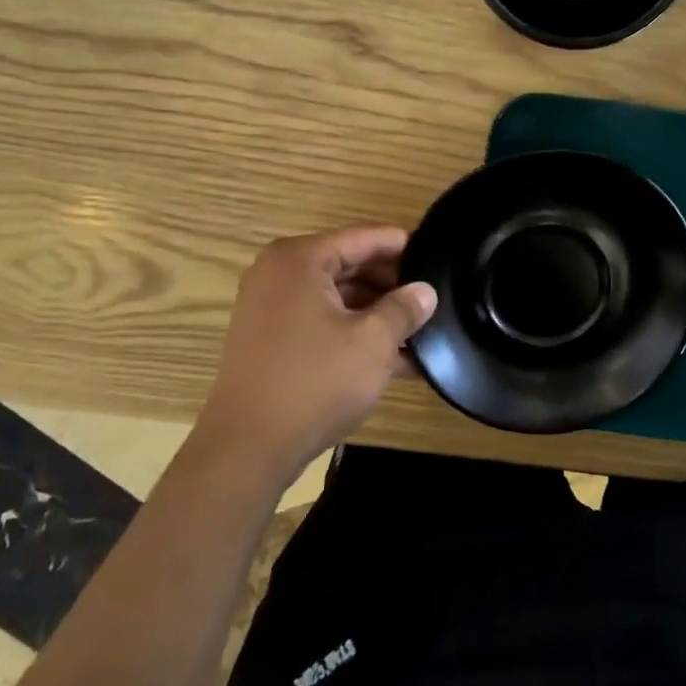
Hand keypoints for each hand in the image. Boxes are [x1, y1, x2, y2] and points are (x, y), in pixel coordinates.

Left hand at [197, 227, 437, 478]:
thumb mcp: (373, 342)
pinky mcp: (272, 341)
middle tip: (433, 297)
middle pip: (349, 265)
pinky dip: (354, 334)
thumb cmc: (315, 382)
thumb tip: (425, 291)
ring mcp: (271, 308)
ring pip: (338, 298)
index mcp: (300, 259)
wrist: (249, 447)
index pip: (363, 237)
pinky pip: (322, 323)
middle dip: (392, 283)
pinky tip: (398, 359)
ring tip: (422, 329)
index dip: (402, 245)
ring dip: (377, 313)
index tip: (436, 254)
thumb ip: (404, 309)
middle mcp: (280, 274)